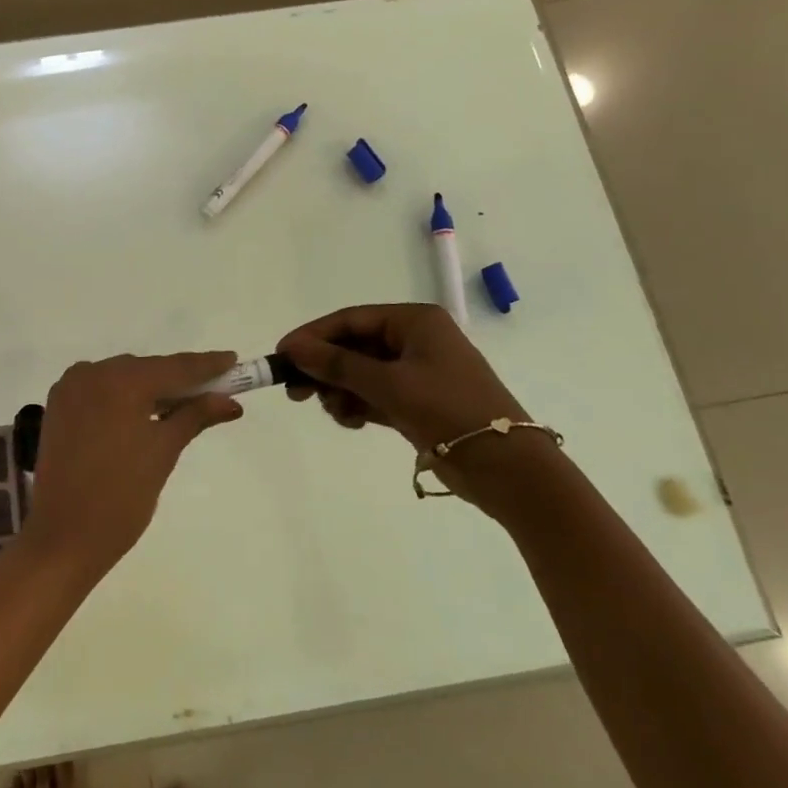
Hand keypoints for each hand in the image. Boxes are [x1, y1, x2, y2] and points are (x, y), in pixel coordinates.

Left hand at [19, 351, 242, 579]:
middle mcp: (92, 372)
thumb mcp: (164, 452)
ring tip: (183, 404)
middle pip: (147, 369)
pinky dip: (124, 396)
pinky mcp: (59, 405)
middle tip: (214, 390)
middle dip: (179, 380)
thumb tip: (230, 401)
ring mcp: (70, 387)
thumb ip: (195, 416)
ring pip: (123, 378)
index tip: (233, 360)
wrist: (64, 537)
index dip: (206, 365)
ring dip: (151, 388)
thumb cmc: (122, 498)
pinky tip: (144, 411)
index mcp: (120, 381)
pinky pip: (101, 389)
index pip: (174, 367)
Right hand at [277, 305, 557, 512]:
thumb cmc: (448, 410)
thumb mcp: (388, 384)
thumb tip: (292, 347)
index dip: (313, 336)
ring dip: (340, 391)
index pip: (350, 319)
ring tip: (334, 412)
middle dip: (325, 368)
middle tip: (296, 392)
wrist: (506, 468)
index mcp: (415, 321)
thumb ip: (337, 364)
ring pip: (360, 373)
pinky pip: (374, 394)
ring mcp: (417, 372)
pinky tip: (351, 421)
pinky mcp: (417, 401)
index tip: (281, 355)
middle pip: (353, 346)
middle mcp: (415, 340)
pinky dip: (358, 405)